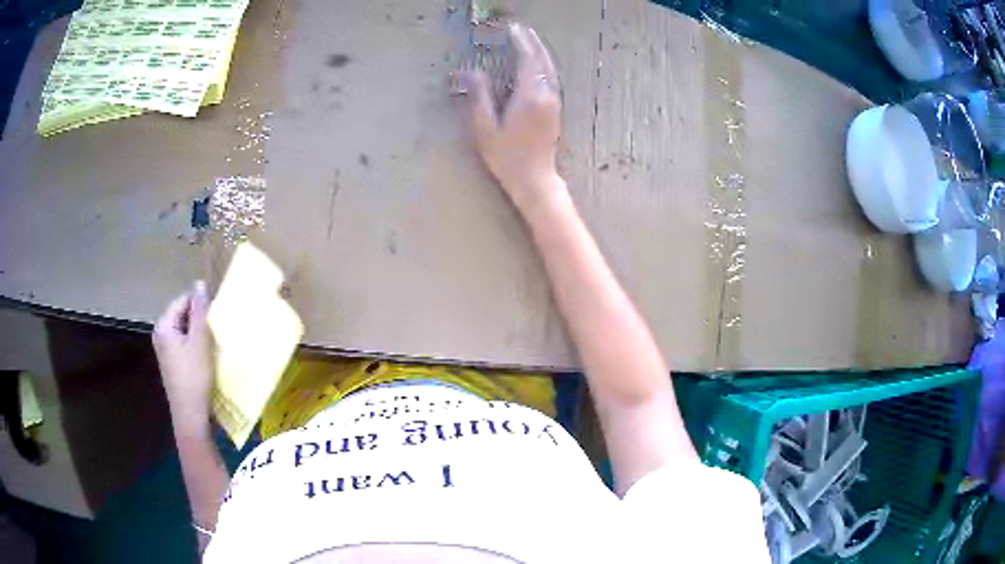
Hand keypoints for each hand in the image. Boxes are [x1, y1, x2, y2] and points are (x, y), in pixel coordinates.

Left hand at [153, 280, 212, 435]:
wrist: (190, 416)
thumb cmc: (195, 377)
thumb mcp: (200, 341)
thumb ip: (199, 312)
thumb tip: (199, 284)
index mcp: (164, 326)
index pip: (183, 300)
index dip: (200, 305)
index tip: (216, 316)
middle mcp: (160, 334)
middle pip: (182, 315)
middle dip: (199, 319)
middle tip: (216, 329)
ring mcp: (164, 350)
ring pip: (184, 330)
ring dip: (198, 333)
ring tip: (213, 342)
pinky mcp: (171, 363)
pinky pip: (183, 344)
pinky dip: (195, 346)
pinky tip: (206, 356)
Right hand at [460, 23, 565, 212]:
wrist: (535, 179)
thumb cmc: (507, 157)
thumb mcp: (485, 128)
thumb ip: (480, 97)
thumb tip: (472, 72)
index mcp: (529, 96)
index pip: (527, 60)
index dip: (521, 42)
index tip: (512, 29)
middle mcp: (546, 95)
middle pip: (543, 61)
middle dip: (533, 43)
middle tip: (522, 30)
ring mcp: (554, 102)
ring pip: (550, 70)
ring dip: (541, 53)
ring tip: (529, 42)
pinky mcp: (556, 110)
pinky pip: (552, 79)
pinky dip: (545, 66)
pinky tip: (537, 65)